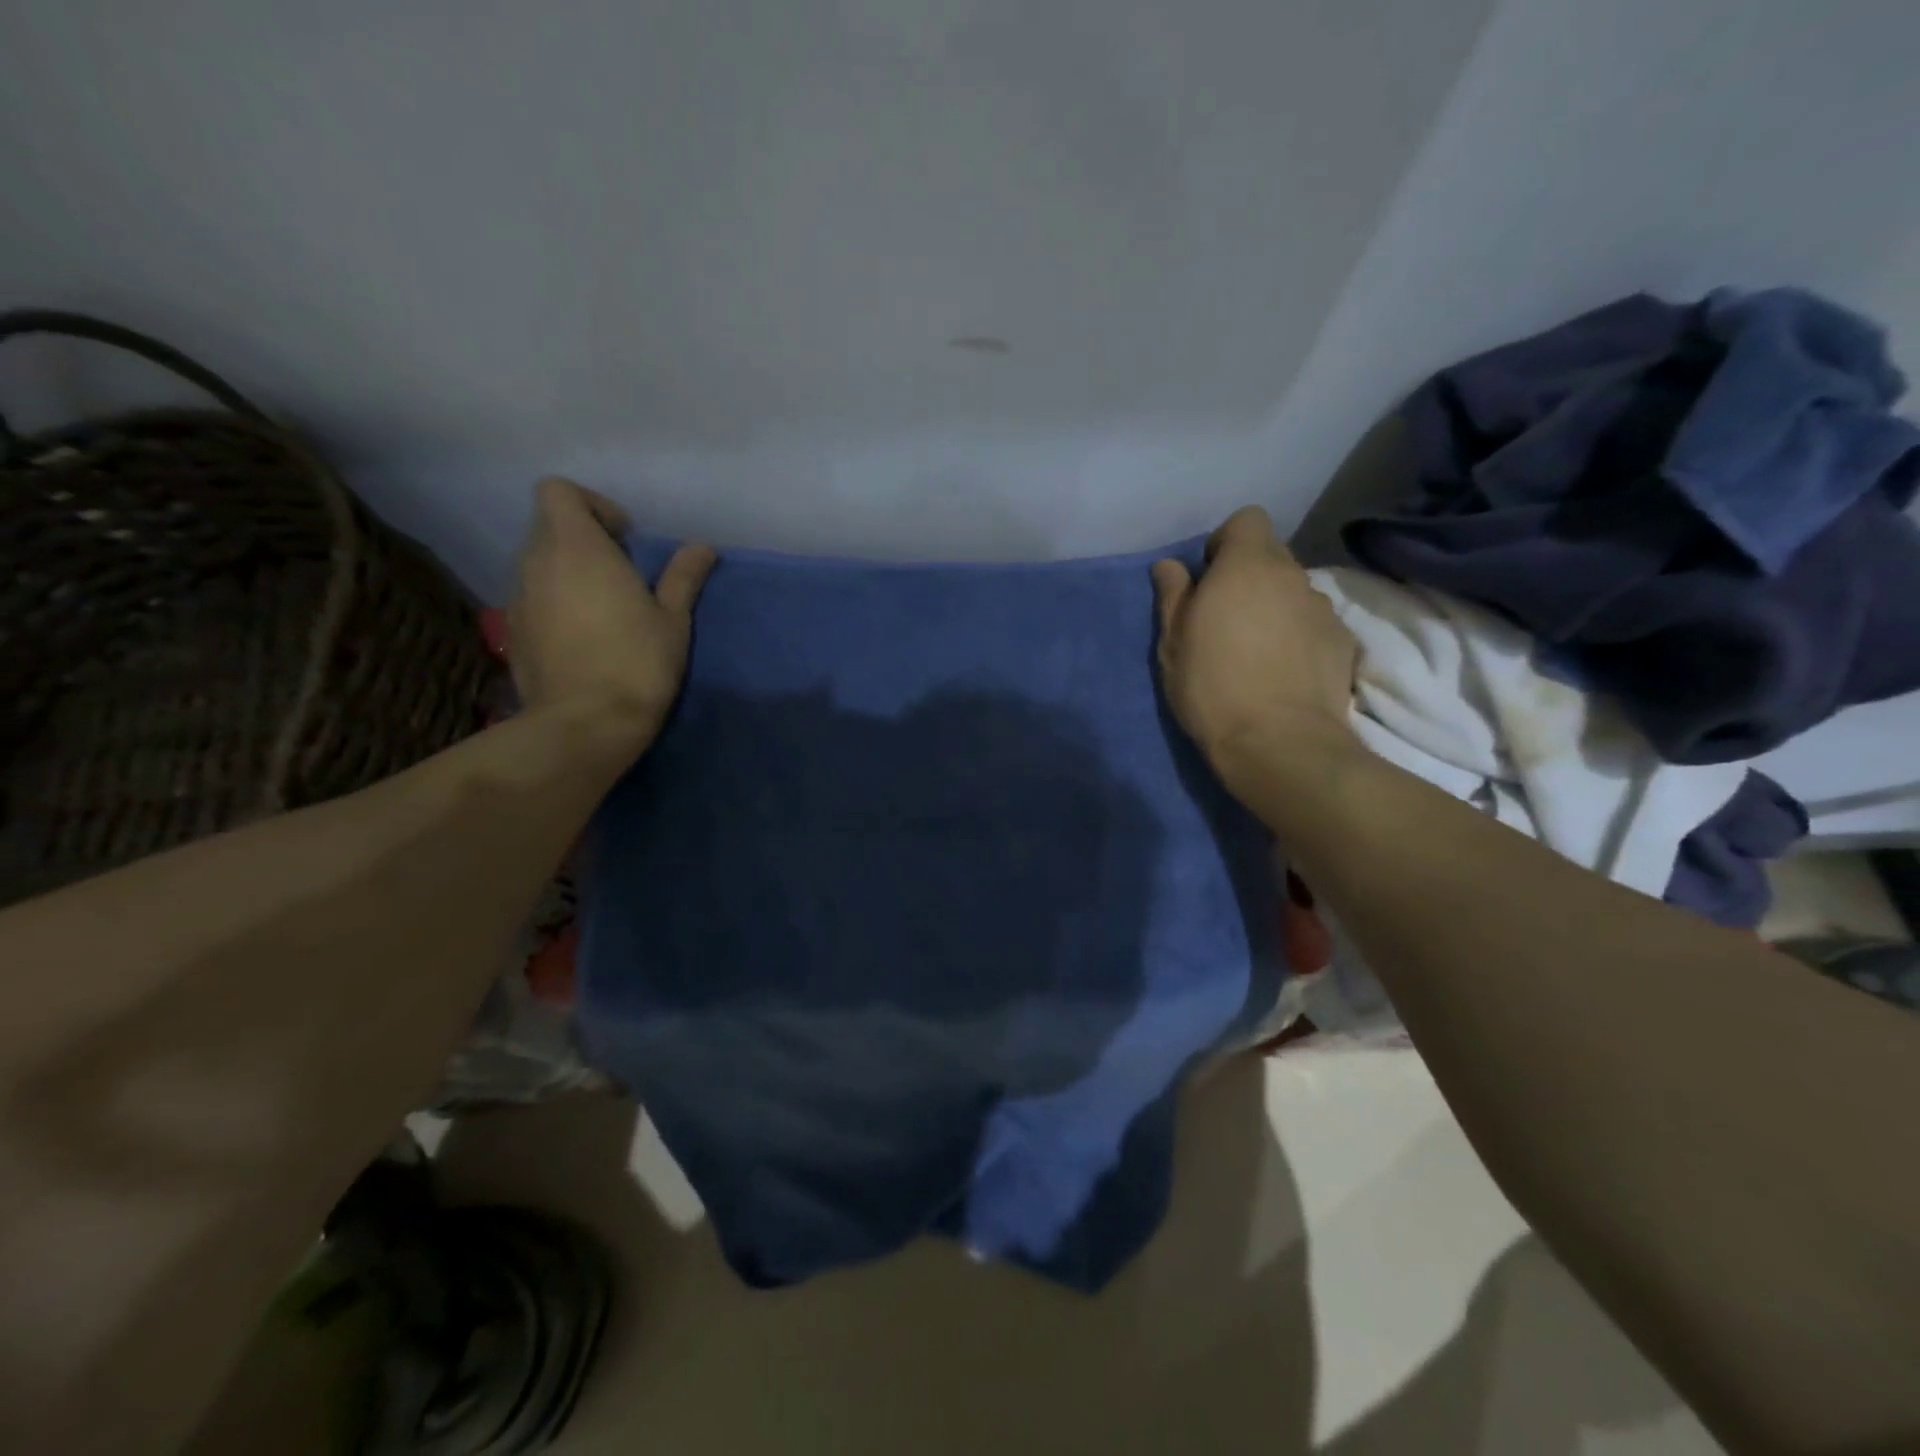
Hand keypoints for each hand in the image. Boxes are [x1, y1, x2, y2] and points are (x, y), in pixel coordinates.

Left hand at [509, 478, 714, 758]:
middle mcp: (536, 563)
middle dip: (586, 541)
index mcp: (576, 548)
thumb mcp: (673, 619)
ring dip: (571, 574)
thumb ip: (683, 576)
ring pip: (540, 566)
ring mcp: (518, 599)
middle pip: (550, 528)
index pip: (558, 491)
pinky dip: (556, 604)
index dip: (592, 504)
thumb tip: (702, 547)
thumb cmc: (637, 662)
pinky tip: (585, 639)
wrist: (586, 724)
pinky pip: (534, 600)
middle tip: (625, 576)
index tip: (625, 538)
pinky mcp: (512, 632)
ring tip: (606, 611)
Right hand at [1152, 506, 1357, 793]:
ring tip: (1257, 651)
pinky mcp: (1343, 642)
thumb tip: (1169, 566)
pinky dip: (1299, 636)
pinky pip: (1314, 624)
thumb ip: (1173, 595)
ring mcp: (1323, 609)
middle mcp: (1292, 576)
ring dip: (1275, 608)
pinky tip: (1284, 671)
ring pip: (1294, 593)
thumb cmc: (1212, 686)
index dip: (1226, 543)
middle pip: (1272, 556)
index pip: (1247, 520)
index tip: (1209, 578)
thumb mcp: (1173, 643)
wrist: (1278, 742)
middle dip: (1249, 577)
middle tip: (1225, 620)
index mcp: (1247, 566)